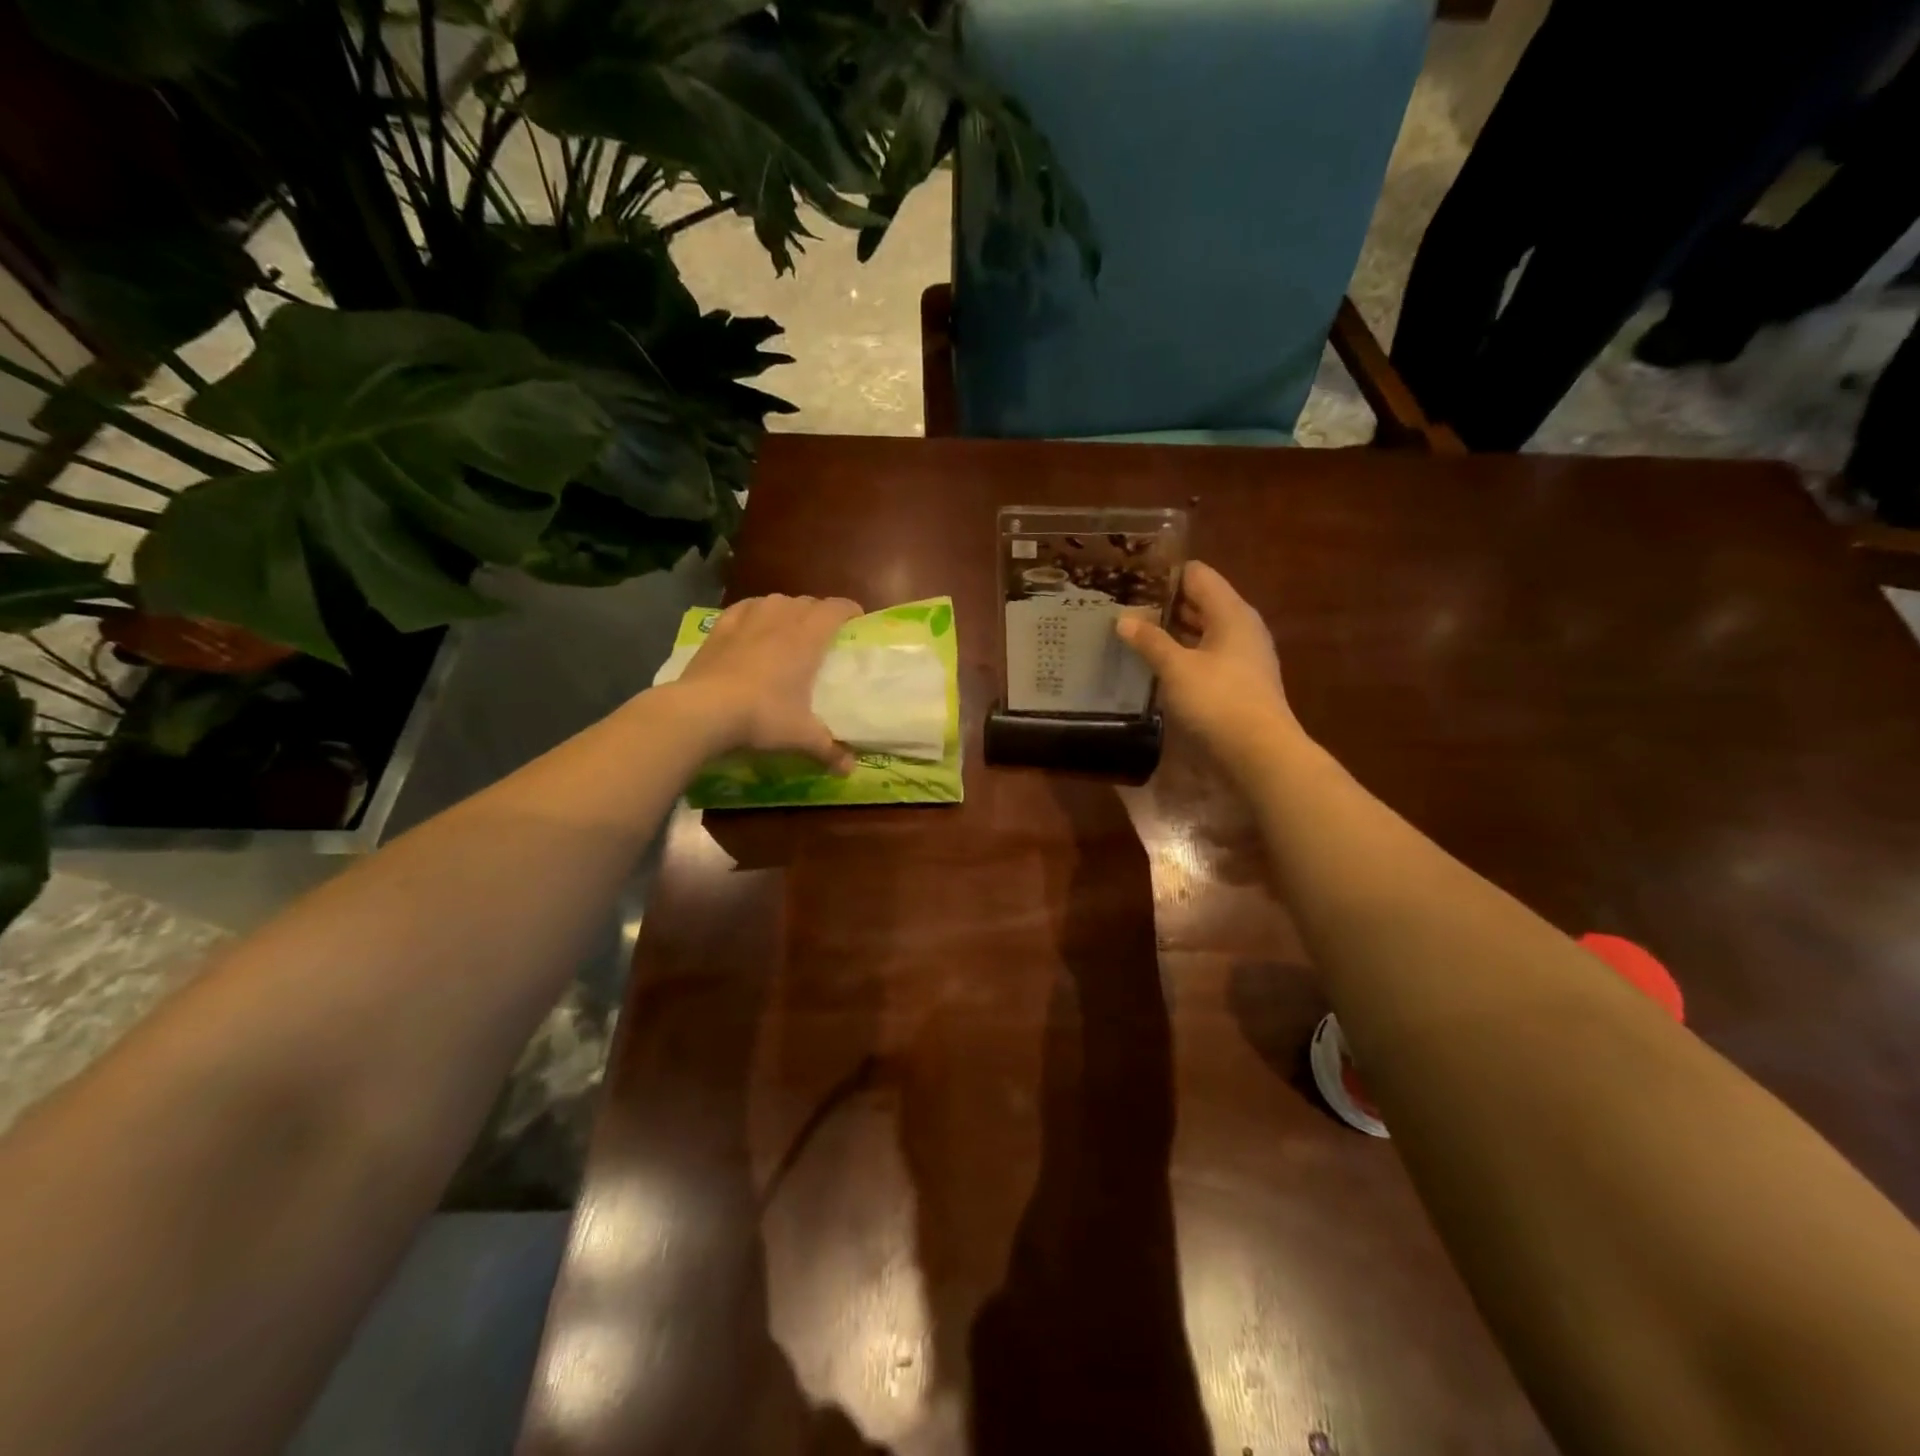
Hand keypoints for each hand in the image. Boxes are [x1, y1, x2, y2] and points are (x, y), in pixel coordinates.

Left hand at [669, 593, 862, 771]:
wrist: (704, 710)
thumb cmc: (763, 716)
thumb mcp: (801, 736)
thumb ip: (828, 749)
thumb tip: (849, 770)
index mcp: (807, 638)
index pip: (835, 609)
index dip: (849, 610)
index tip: (857, 619)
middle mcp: (780, 620)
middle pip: (806, 602)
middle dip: (819, 612)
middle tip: (824, 632)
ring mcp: (747, 621)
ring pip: (775, 600)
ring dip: (787, 608)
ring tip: (789, 625)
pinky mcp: (719, 629)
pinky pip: (743, 608)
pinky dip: (754, 611)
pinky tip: (752, 622)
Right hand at [1116, 561, 1301, 771]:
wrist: (1260, 753)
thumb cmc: (1218, 701)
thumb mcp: (1176, 668)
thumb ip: (1149, 640)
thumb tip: (1123, 618)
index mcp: (1231, 612)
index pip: (1196, 574)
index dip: (1164, 575)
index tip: (1131, 582)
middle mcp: (1241, 627)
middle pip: (1200, 601)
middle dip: (1164, 604)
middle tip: (1124, 608)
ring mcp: (1243, 656)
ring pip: (1202, 630)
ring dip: (1171, 631)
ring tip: (1133, 634)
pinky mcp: (1239, 681)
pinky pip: (1206, 655)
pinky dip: (1183, 654)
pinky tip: (1156, 665)